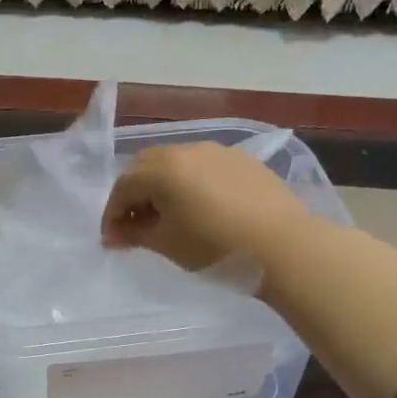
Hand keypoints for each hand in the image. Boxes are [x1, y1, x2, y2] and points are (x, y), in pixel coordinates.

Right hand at [101, 142, 314, 274]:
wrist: (284, 246)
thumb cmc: (217, 248)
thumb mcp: (168, 244)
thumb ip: (135, 234)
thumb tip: (114, 234)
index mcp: (163, 169)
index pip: (123, 186)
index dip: (112, 214)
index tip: (113, 240)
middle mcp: (187, 149)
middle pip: (147, 166)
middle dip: (135, 194)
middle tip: (136, 225)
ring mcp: (218, 151)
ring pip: (177, 163)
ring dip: (163, 186)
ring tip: (169, 217)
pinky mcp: (243, 161)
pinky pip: (204, 167)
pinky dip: (191, 183)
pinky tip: (202, 208)